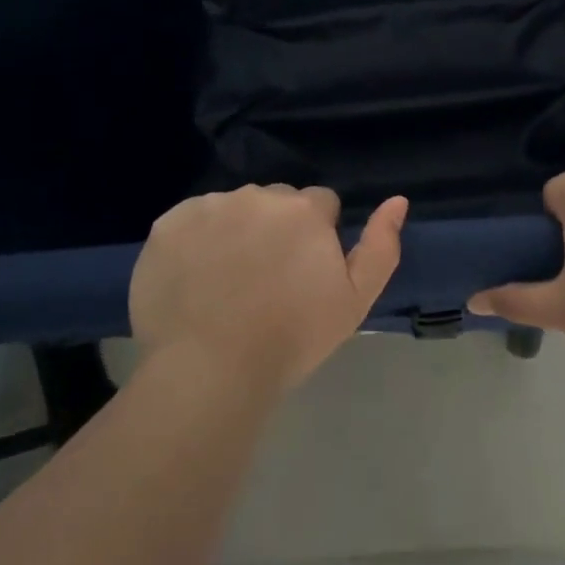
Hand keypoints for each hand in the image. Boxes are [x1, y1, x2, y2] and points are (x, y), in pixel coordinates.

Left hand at [130, 185, 407, 392]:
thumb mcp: (355, 301)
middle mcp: (258, 194)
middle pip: (275, 201)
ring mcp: (209, 206)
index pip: (319, 203)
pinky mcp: (167, 224)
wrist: (210, 369)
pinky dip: (194, 241)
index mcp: (304, 208)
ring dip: (235, 231)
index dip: (315, 236)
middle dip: (276, 228)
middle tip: (265, 279)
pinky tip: (194, 279)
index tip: (303, 273)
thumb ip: (381, 246)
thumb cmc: (291, 338)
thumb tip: (397, 200)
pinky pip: (190, 221)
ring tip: (226, 283)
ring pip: (232, 209)